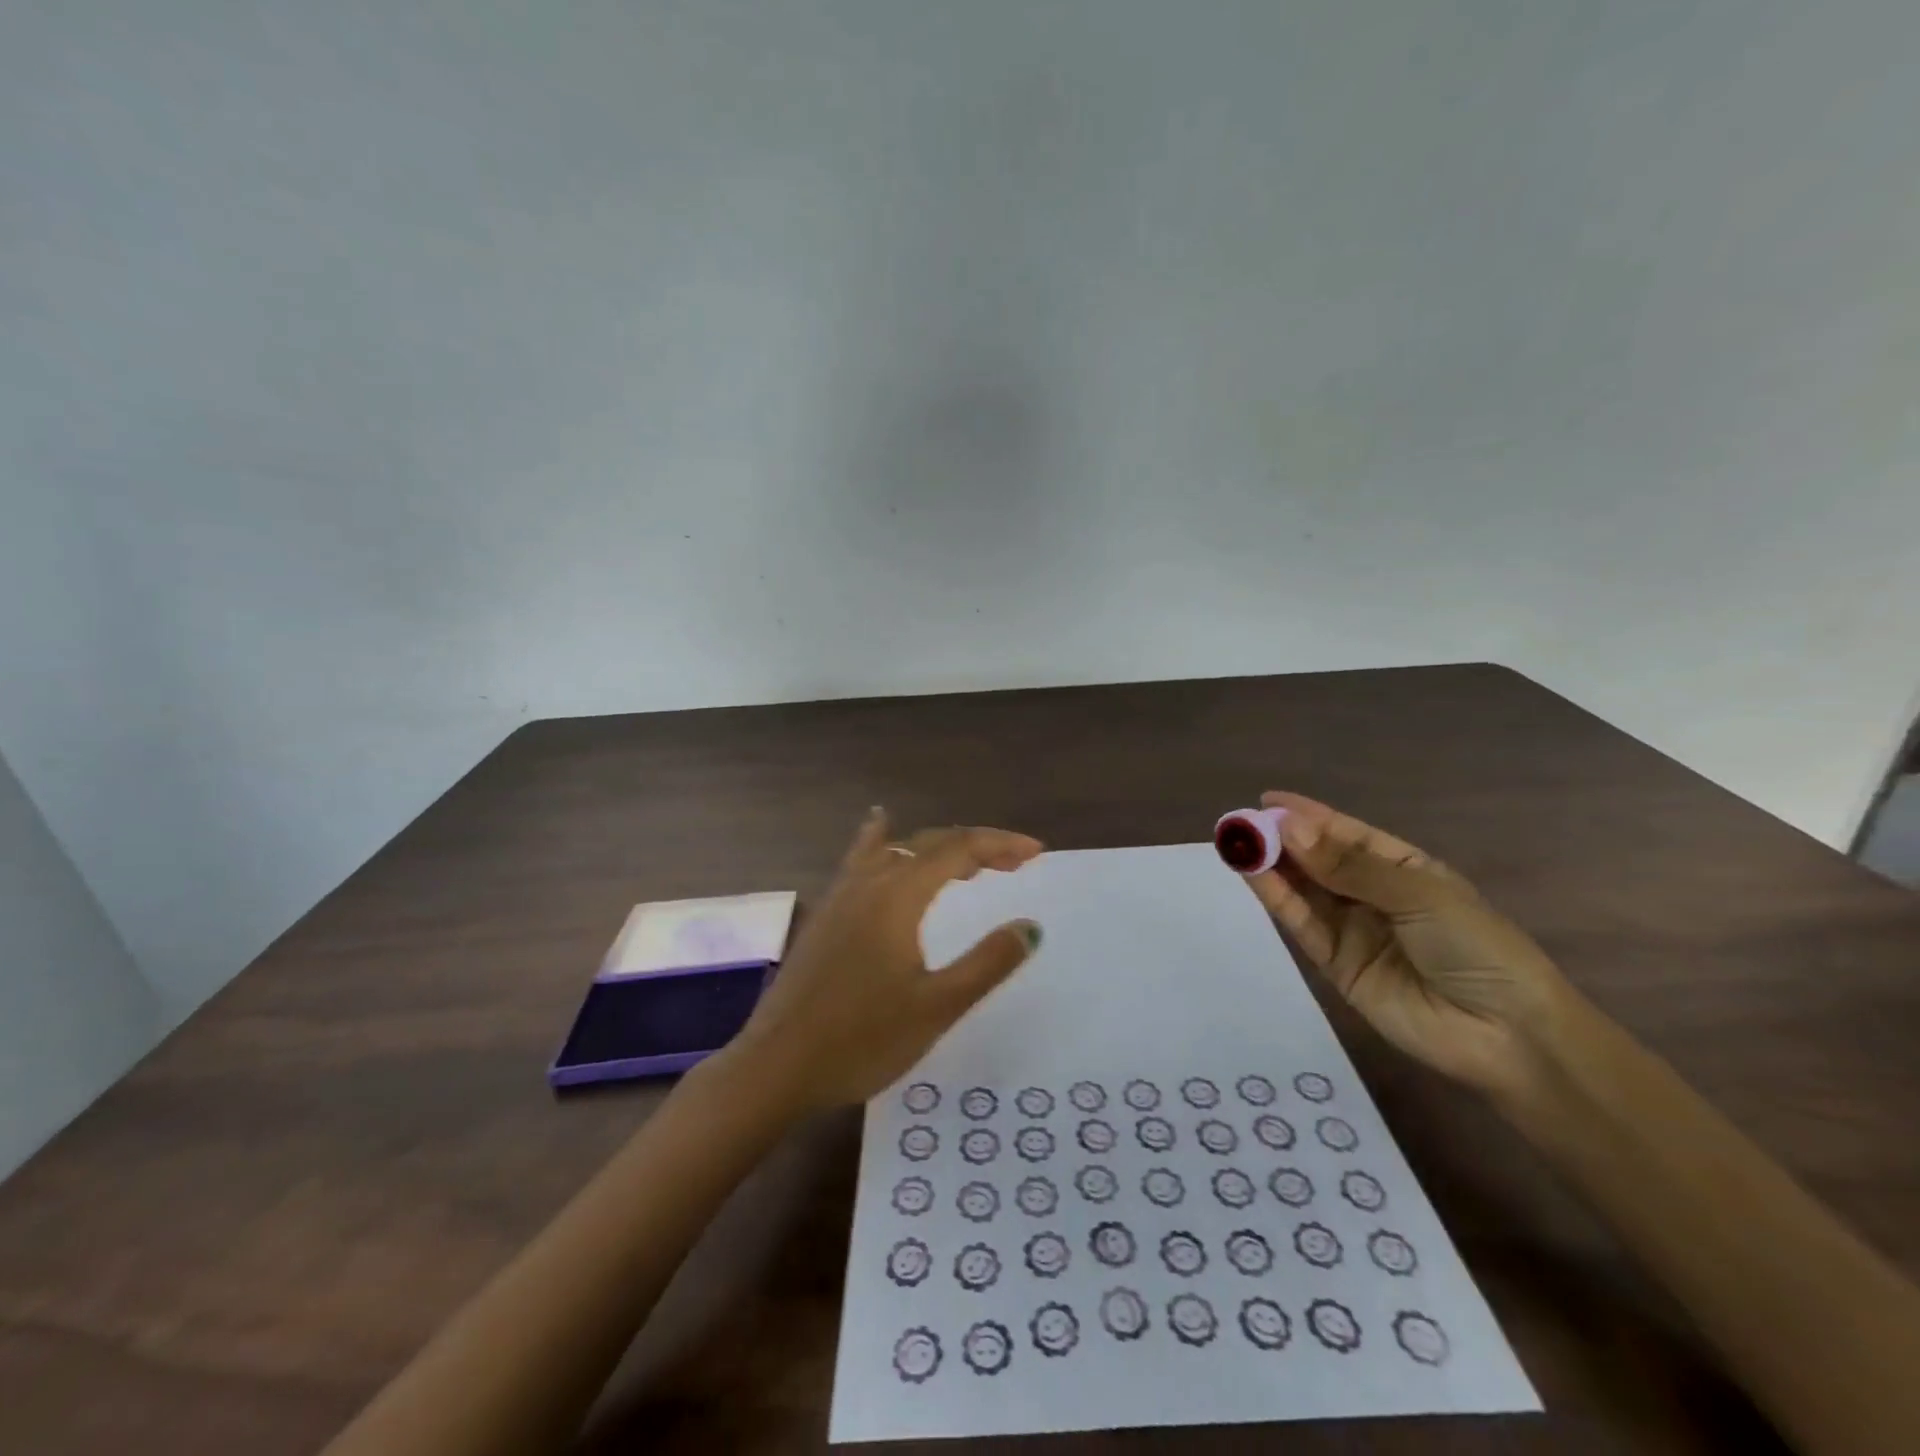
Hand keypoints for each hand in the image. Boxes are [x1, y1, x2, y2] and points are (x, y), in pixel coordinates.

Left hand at [715, 809, 1043, 1111]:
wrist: (776, 1067)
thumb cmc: (862, 1040)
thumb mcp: (937, 1006)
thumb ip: (987, 963)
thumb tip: (1030, 926)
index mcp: (898, 895)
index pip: (958, 850)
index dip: (1000, 845)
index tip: (1036, 853)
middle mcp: (868, 882)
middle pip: (929, 843)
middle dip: (976, 846)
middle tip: (1014, 864)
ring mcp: (840, 895)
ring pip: (896, 849)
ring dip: (937, 849)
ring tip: (967, 861)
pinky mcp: (825, 914)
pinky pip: (861, 859)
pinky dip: (882, 840)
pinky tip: (879, 826)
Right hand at [1243, 792, 1572, 1098]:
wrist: (1506, 1037)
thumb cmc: (1476, 948)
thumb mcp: (1418, 895)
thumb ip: (1348, 866)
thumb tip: (1288, 830)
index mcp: (1404, 869)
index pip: (1347, 834)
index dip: (1308, 816)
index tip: (1266, 799)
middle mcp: (1372, 895)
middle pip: (1318, 860)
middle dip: (1281, 839)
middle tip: (1240, 822)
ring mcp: (1352, 930)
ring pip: (1303, 889)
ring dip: (1271, 865)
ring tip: (1236, 841)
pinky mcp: (1334, 964)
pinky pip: (1301, 923)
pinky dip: (1276, 898)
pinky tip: (1253, 873)